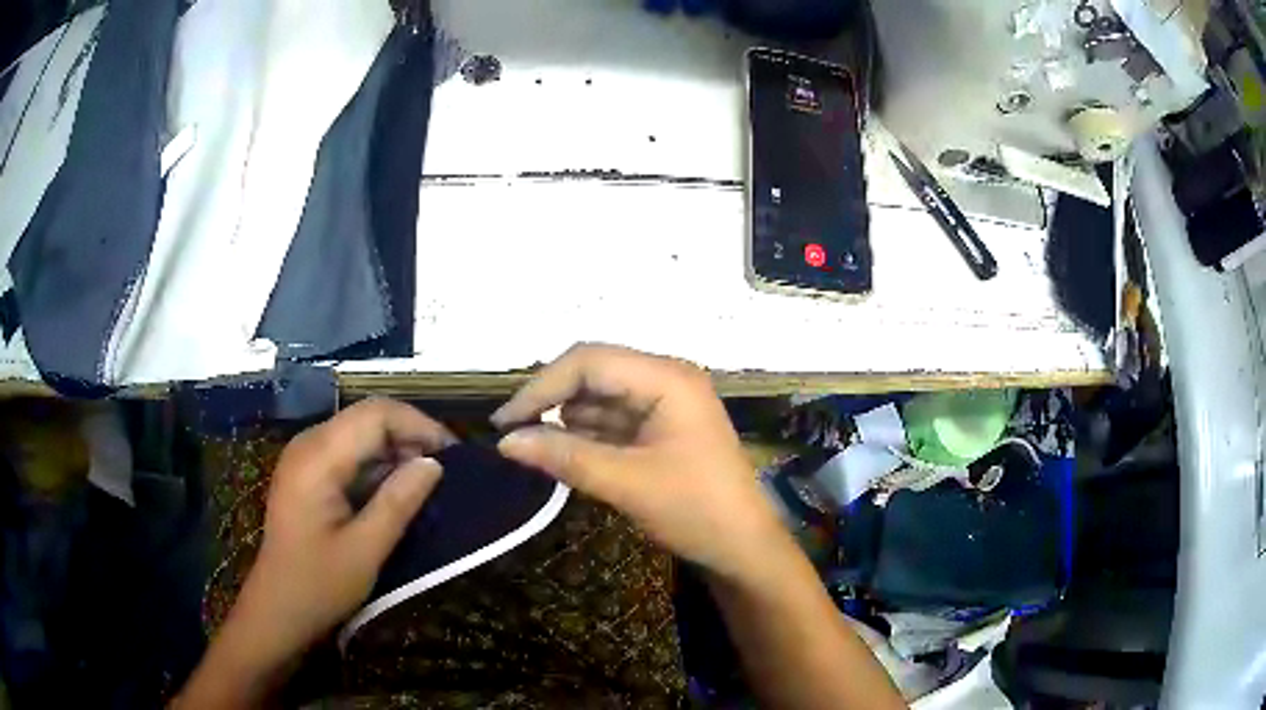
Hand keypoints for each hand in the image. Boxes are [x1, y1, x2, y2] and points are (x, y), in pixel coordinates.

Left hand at [201, 399, 454, 687]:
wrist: (277, 609)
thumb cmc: (319, 585)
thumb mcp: (366, 550)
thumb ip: (399, 501)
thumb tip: (434, 463)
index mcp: (318, 457)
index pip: (376, 414)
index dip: (420, 425)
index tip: (455, 455)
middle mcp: (308, 444)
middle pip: (367, 417)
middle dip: (410, 436)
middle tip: (446, 471)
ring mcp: (304, 457)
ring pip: (359, 432)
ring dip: (395, 450)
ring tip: (427, 482)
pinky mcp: (306, 473)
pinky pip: (347, 452)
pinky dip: (377, 464)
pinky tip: (395, 491)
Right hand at [493, 343, 786, 583]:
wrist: (743, 548)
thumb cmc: (695, 511)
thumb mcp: (626, 484)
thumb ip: (565, 456)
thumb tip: (505, 441)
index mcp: (667, 378)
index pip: (589, 361)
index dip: (542, 386)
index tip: (505, 421)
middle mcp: (666, 378)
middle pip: (594, 372)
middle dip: (551, 398)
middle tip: (512, 432)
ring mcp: (665, 402)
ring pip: (600, 396)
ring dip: (565, 417)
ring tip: (527, 443)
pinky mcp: (661, 427)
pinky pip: (613, 419)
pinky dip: (585, 433)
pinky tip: (559, 451)